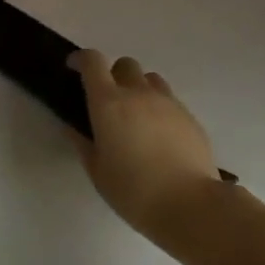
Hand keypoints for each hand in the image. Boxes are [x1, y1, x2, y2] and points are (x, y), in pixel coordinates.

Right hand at [70, 50, 223, 240]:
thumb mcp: (97, 171)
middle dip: (112, 74)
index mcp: (109, 103)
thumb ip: (83, 144)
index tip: (74, 68)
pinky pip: (169, 100)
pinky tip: (158, 136)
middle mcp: (138, 93)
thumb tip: (74, 128)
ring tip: (136, 115)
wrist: (190, 204)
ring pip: (150, 79)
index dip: (81, 59)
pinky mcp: (189, 116)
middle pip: (124, 64)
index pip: (93, 62)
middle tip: (108, 100)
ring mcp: (168, 102)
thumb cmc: (133, 191)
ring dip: (138, 88)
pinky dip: (158, 108)